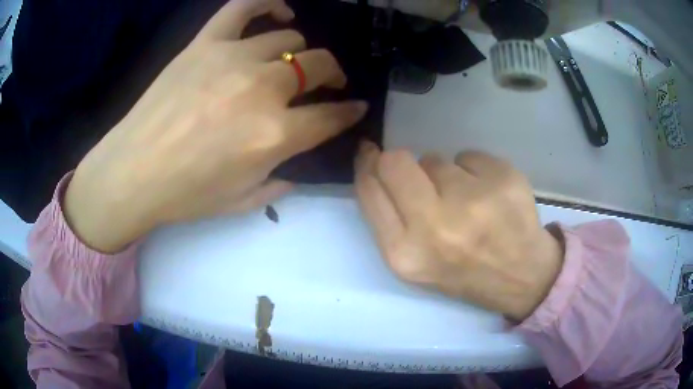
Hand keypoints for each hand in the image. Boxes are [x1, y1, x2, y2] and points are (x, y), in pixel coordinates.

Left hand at [64, 0, 367, 252]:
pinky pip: (244, 7)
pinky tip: (279, 12)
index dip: (349, 112)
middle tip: (328, 83)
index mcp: (274, 135)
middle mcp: (262, 89)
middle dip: (333, 75)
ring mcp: (232, 58)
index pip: (331, 116)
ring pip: (288, 39)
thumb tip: (297, 171)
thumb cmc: (185, 195)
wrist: (132, 172)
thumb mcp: (241, 201)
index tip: (355, 108)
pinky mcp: (206, 43)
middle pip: (318, 66)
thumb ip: (279, 184)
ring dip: (298, 52)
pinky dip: (268, 3)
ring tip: (290, 62)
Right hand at [355, 142, 563, 321]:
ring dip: (446, 175)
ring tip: (467, 203)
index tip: (370, 152)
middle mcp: (436, 226)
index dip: (366, 164)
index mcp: (406, 253)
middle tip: (422, 177)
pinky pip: (469, 155)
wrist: (521, 275)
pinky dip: (475, 171)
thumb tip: (375, 162)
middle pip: (396, 161)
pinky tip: (490, 196)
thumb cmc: (462, 272)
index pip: (370, 189)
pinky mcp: (503, 179)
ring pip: (437, 159)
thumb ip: (388, 217)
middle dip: (402, 162)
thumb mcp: (413, 262)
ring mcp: (473, 200)